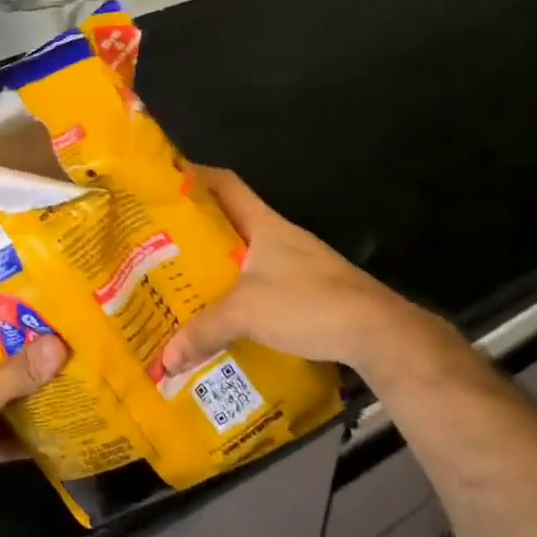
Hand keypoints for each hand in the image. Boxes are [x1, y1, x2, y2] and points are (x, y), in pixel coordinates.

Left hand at [0, 335, 66, 536]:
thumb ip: (19, 371)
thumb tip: (59, 343)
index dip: (17, 318)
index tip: (53, 311)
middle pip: (3, 362)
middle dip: (35, 356)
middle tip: (73, 342)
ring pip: (9, 395)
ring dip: (36, 391)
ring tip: (75, 376)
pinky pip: (11, 428)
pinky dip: (31, 427)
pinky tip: (62, 423)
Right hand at [161, 167, 465, 386]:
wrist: (375, 331)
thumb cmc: (306, 302)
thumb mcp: (245, 313)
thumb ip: (203, 331)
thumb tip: (165, 360)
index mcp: (263, 223)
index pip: (225, 184)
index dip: (196, 176)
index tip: (165, 181)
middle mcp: (279, 236)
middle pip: (231, 222)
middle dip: (197, 232)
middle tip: (160, 245)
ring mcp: (297, 264)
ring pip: (246, 257)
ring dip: (219, 268)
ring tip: (185, 284)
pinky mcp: (309, 292)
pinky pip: (263, 286)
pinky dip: (241, 297)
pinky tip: (225, 318)